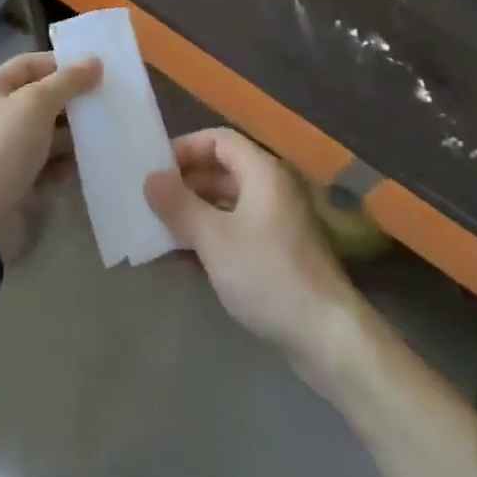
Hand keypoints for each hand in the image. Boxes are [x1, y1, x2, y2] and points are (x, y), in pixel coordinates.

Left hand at [0, 52, 100, 260]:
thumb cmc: (3, 147)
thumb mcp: (36, 104)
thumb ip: (67, 81)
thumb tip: (95, 62)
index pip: (28, 65)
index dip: (60, 64)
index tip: (94, 70)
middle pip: (39, 100)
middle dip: (70, 102)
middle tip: (104, 102)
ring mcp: (4, 152)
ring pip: (45, 134)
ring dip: (71, 136)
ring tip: (100, 136)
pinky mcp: (15, 183)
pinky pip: (45, 166)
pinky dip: (63, 165)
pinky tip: (83, 168)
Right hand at [145, 128, 358, 361]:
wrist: (326, 337)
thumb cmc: (267, 273)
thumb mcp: (214, 238)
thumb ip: (179, 205)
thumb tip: (150, 179)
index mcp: (262, 171)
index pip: (218, 140)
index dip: (186, 148)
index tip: (156, 169)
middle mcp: (272, 188)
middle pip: (223, 171)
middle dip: (186, 184)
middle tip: (152, 202)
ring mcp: (277, 223)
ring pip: (228, 205)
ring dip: (195, 215)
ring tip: (161, 232)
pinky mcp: (279, 254)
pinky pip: (237, 232)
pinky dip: (212, 239)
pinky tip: (185, 262)